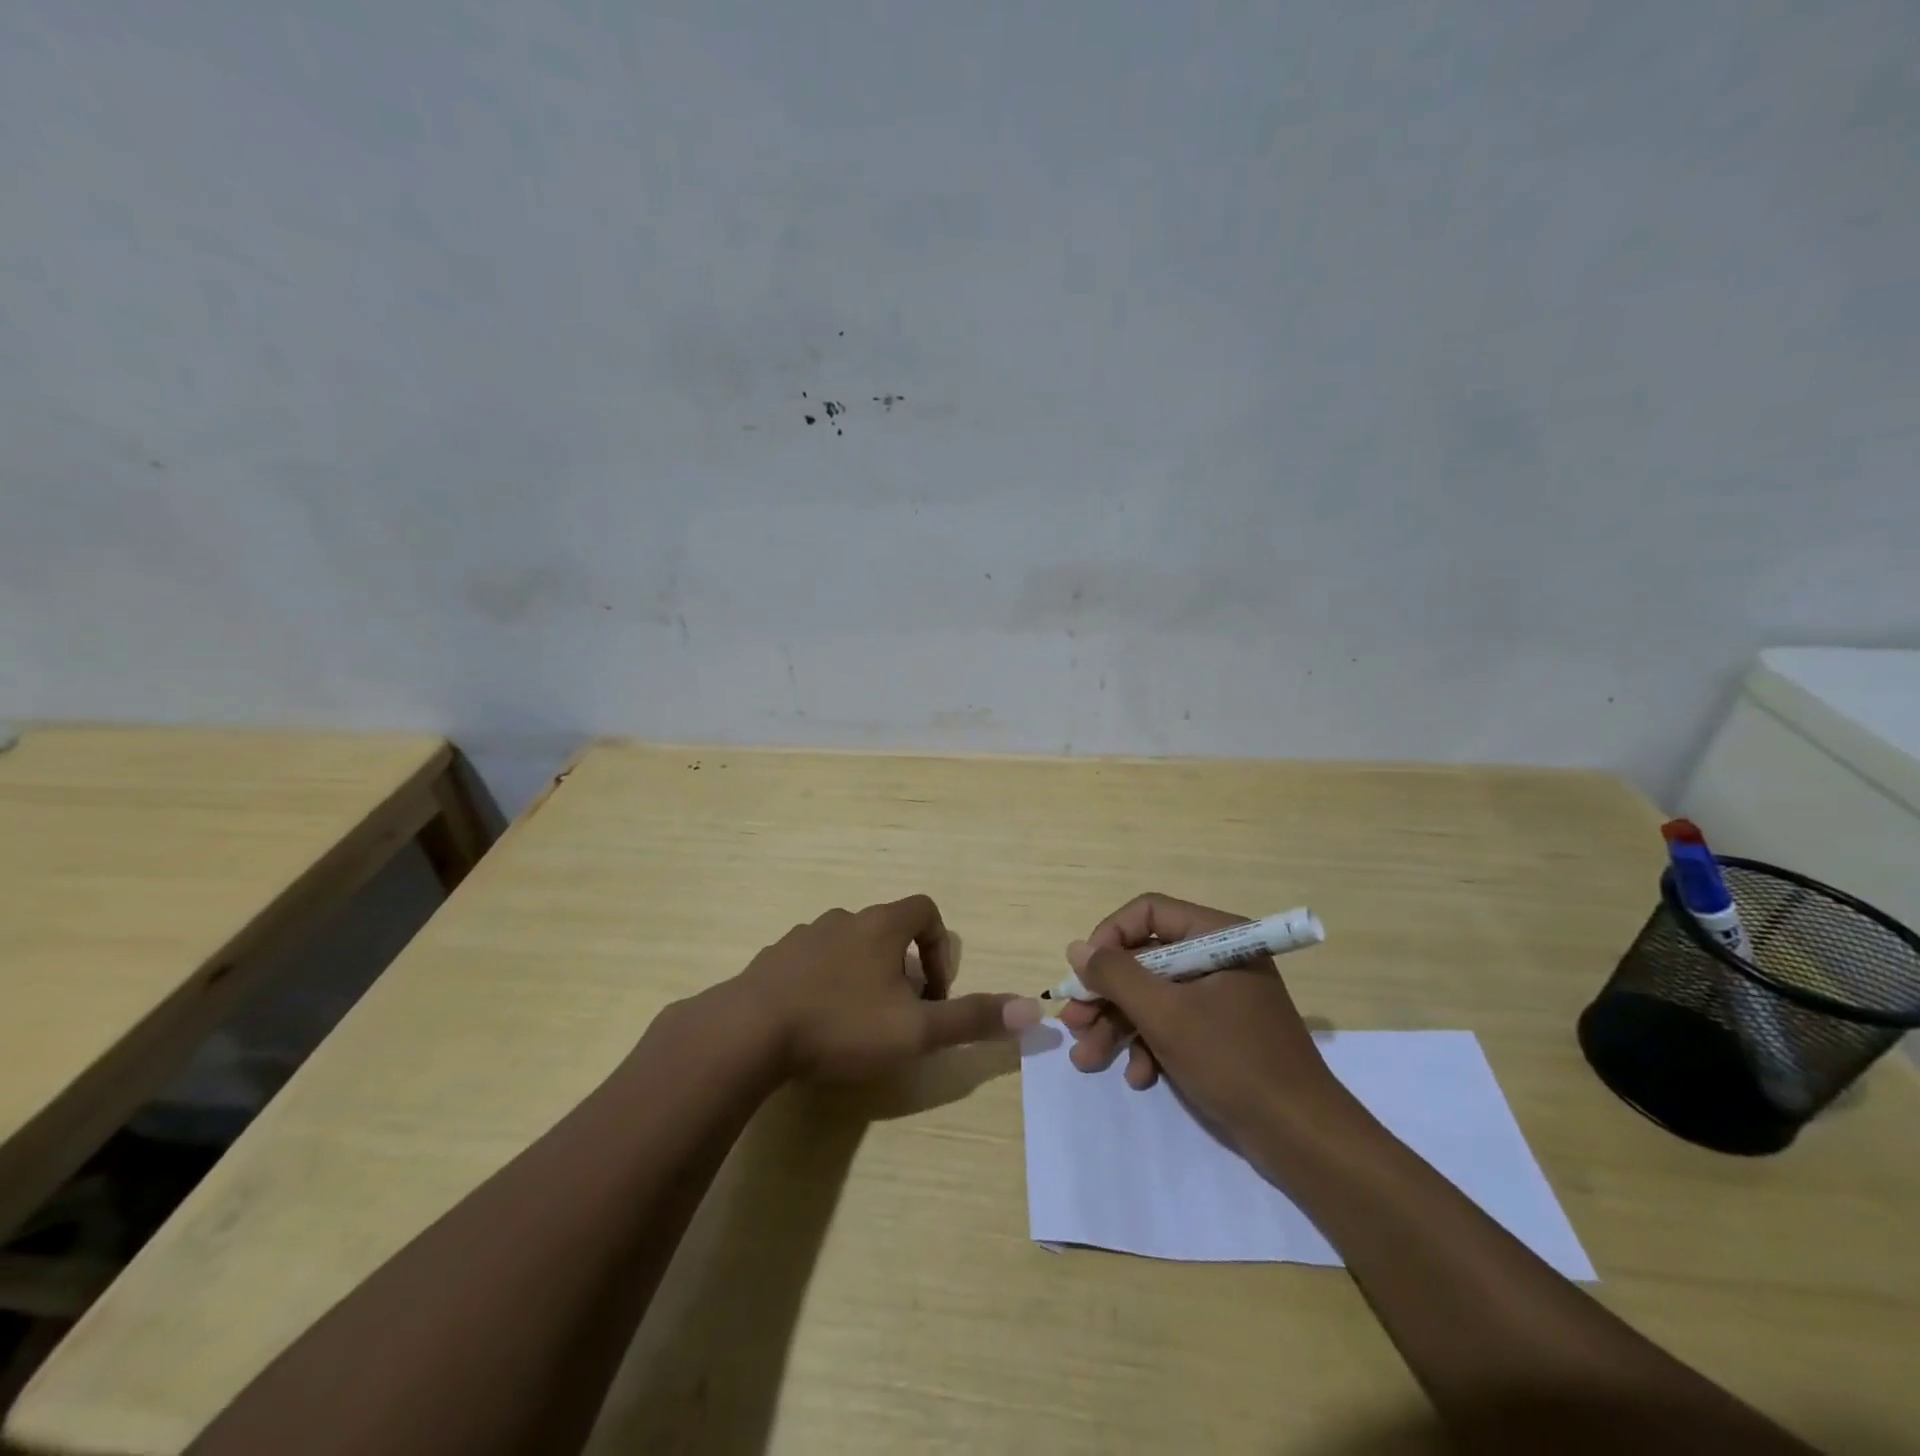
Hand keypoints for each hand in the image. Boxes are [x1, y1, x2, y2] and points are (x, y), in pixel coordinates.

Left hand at [736, 894, 1039, 1082]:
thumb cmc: (840, 1025)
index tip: (933, 992)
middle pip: (886, 930)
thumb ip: (971, 1019)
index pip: (925, 910)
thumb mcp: (914, 1031)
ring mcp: (803, 936)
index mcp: (880, 926)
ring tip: (857, 1022)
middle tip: (899, 1014)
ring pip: (847, 945)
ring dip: (862, 975)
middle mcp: (843, 919)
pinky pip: (810, 962)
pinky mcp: (772, 959)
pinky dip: (824, 983)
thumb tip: (1034, 1009)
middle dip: (902, 968)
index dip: (939, 947)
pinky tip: (815, 1023)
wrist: (747, 1033)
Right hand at [1060, 893, 1343, 1147]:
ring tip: (1088, 1060)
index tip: (1084, 973)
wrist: (1300, 1138)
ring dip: (1118, 1026)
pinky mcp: (1220, 1033)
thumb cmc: (1233, 1062)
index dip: (1110, 937)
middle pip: (1145, 959)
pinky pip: (1173, 1024)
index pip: (1149, 912)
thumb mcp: (1165, 1015)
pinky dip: (1149, 1046)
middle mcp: (1219, 958)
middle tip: (1074, 1022)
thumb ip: (1116, 975)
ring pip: (1153, 996)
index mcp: (1218, 936)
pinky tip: (1138, 1077)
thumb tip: (1076, 948)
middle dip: (1107, 994)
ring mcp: (1220, 997)